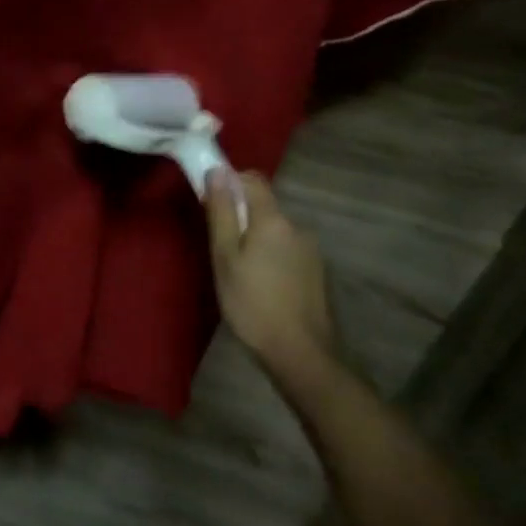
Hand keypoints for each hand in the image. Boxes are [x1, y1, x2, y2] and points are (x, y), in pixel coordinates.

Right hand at [206, 170, 336, 377]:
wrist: (301, 354)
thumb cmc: (252, 303)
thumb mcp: (225, 257)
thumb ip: (222, 212)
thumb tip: (217, 171)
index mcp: (273, 220)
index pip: (252, 179)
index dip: (229, 181)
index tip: (209, 202)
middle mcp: (297, 227)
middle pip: (264, 206)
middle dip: (240, 216)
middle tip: (219, 246)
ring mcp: (311, 250)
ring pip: (275, 230)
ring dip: (256, 239)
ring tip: (239, 272)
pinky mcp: (316, 272)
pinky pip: (287, 250)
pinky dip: (271, 256)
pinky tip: (261, 285)